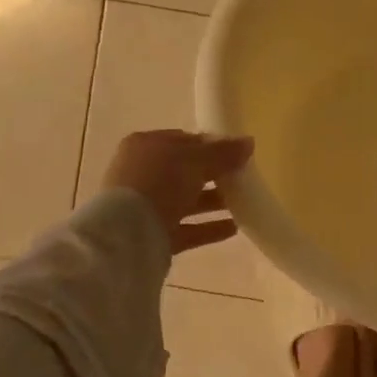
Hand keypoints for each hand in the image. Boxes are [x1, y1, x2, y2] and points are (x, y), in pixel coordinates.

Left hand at [101, 130, 253, 253]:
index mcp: (146, 146)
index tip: (237, 153)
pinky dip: (208, 227)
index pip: (184, 141)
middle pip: (186, 171)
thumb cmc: (160, 182)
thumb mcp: (196, 160)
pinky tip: (234, 228)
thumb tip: (249, 142)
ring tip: (244, 203)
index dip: (211, 145)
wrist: (127, 234)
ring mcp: (146, 206)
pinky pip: (186, 228)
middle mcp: (142, 174)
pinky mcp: (153, 235)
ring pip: (187, 200)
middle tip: (243, 178)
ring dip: (214, 201)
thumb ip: (223, 152)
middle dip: (214, 175)